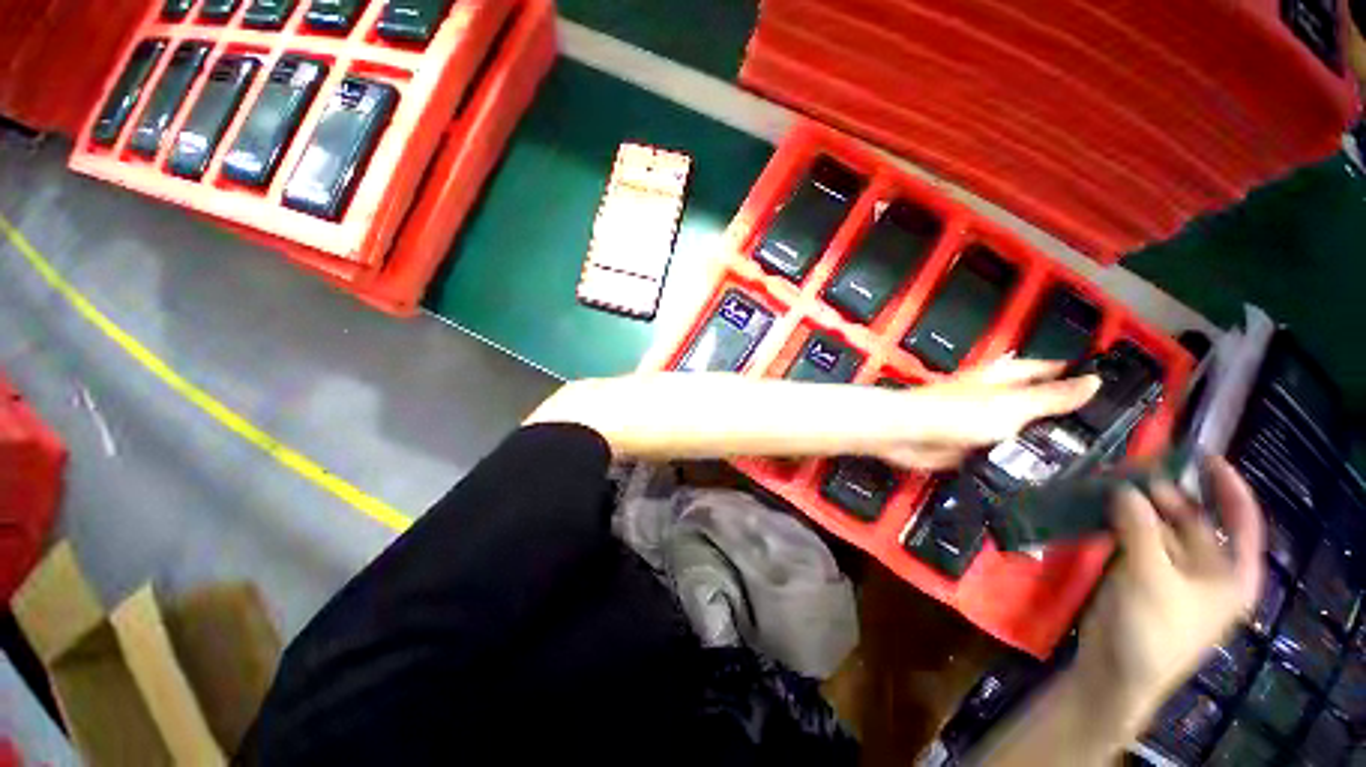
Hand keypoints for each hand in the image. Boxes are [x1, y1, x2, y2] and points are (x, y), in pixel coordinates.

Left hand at [877, 359, 1100, 470]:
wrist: (905, 436)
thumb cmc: (955, 413)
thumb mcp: (1010, 404)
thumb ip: (1051, 397)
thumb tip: (1096, 380)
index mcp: (1006, 378)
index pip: (1052, 371)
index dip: (1082, 378)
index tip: (1122, 395)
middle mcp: (999, 399)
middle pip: (1042, 406)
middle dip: (1072, 421)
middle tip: (1119, 444)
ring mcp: (987, 426)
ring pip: (1027, 434)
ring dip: (1051, 447)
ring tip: (1098, 467)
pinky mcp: (976, 449)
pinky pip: (1008, 456)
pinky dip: (1027, 465)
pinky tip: (1055, 483)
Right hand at [1071, 458, 1264, 738]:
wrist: (1115, 671)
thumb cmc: (1152, 630)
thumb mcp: (1151, 578)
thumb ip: (1140, 530)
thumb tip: (1125, 488)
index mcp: (1231, 575)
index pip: (1241, 522)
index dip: (1229, 487)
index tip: (1206, 456)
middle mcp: (1206, 569)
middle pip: (1193, 519)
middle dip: (1167, 493)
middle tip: (1135, 467)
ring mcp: (1170, 571)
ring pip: (1159, 526)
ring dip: (1138, 505)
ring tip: (1114, 480)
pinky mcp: (1139, 572)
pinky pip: (1134, 537)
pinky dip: (1121, 520)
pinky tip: (1103, 505)